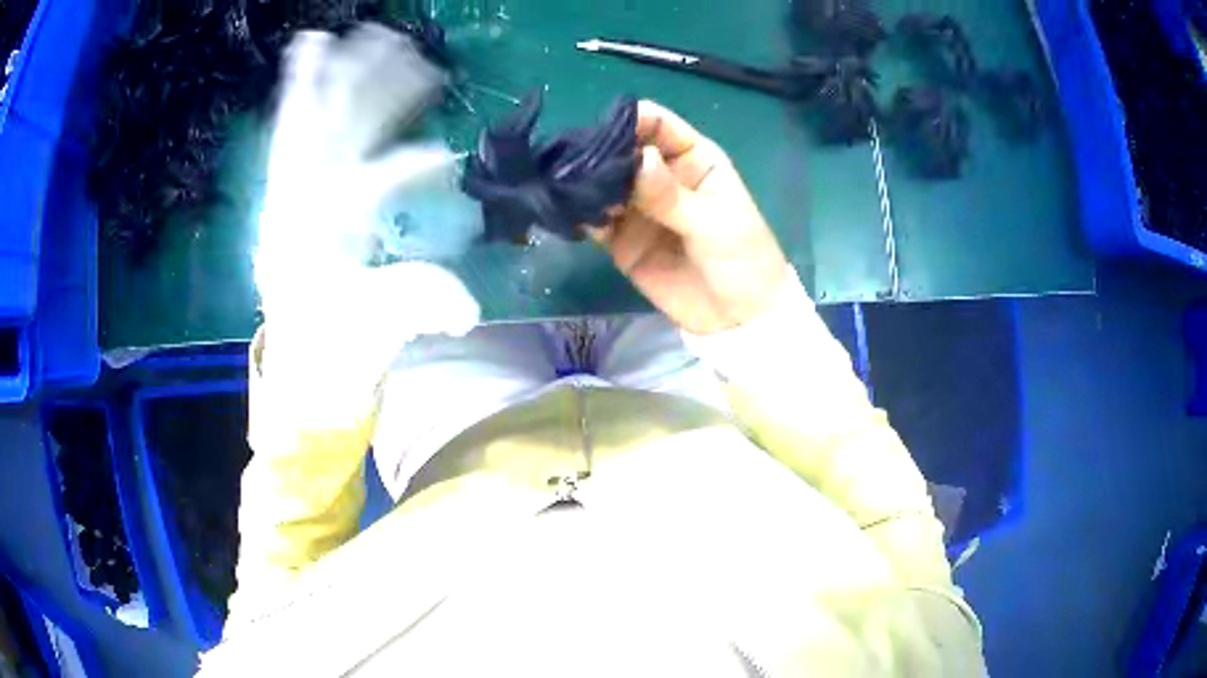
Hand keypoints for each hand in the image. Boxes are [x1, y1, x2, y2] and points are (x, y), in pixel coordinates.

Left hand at [255, 26, 479, 409]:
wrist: (303, 373)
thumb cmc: (339, 352)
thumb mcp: (379, 332)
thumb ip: (421, 305)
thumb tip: (466, 307)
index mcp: (319, 235)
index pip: (366, 182)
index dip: (407, 165)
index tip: (444, 155)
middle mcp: (297, 205)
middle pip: (333, 129)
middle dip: (366, 86)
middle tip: (401, 46)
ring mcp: (289, 198)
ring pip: (308, 123)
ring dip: (331, 79)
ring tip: (346, 36)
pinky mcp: (290, 197)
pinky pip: (291, 136)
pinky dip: (297, 97)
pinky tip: (306, 62)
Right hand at [591, 101, 788, 334]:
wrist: (737, 320)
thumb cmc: (743, 259)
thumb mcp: (714, 223)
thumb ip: (671, 195)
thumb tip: (637, 159)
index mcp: (693, 158)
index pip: (657, 125)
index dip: (631, 121)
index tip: (604, 131)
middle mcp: (661, 175)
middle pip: (623, 150)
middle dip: (599, 152)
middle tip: (574, 162)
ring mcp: (638, 207)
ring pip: (604, 183)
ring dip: (585, 183)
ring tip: (567, 187)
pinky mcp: (621, 239)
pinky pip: (596, 219)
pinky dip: (582, 214)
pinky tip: (571, 213)